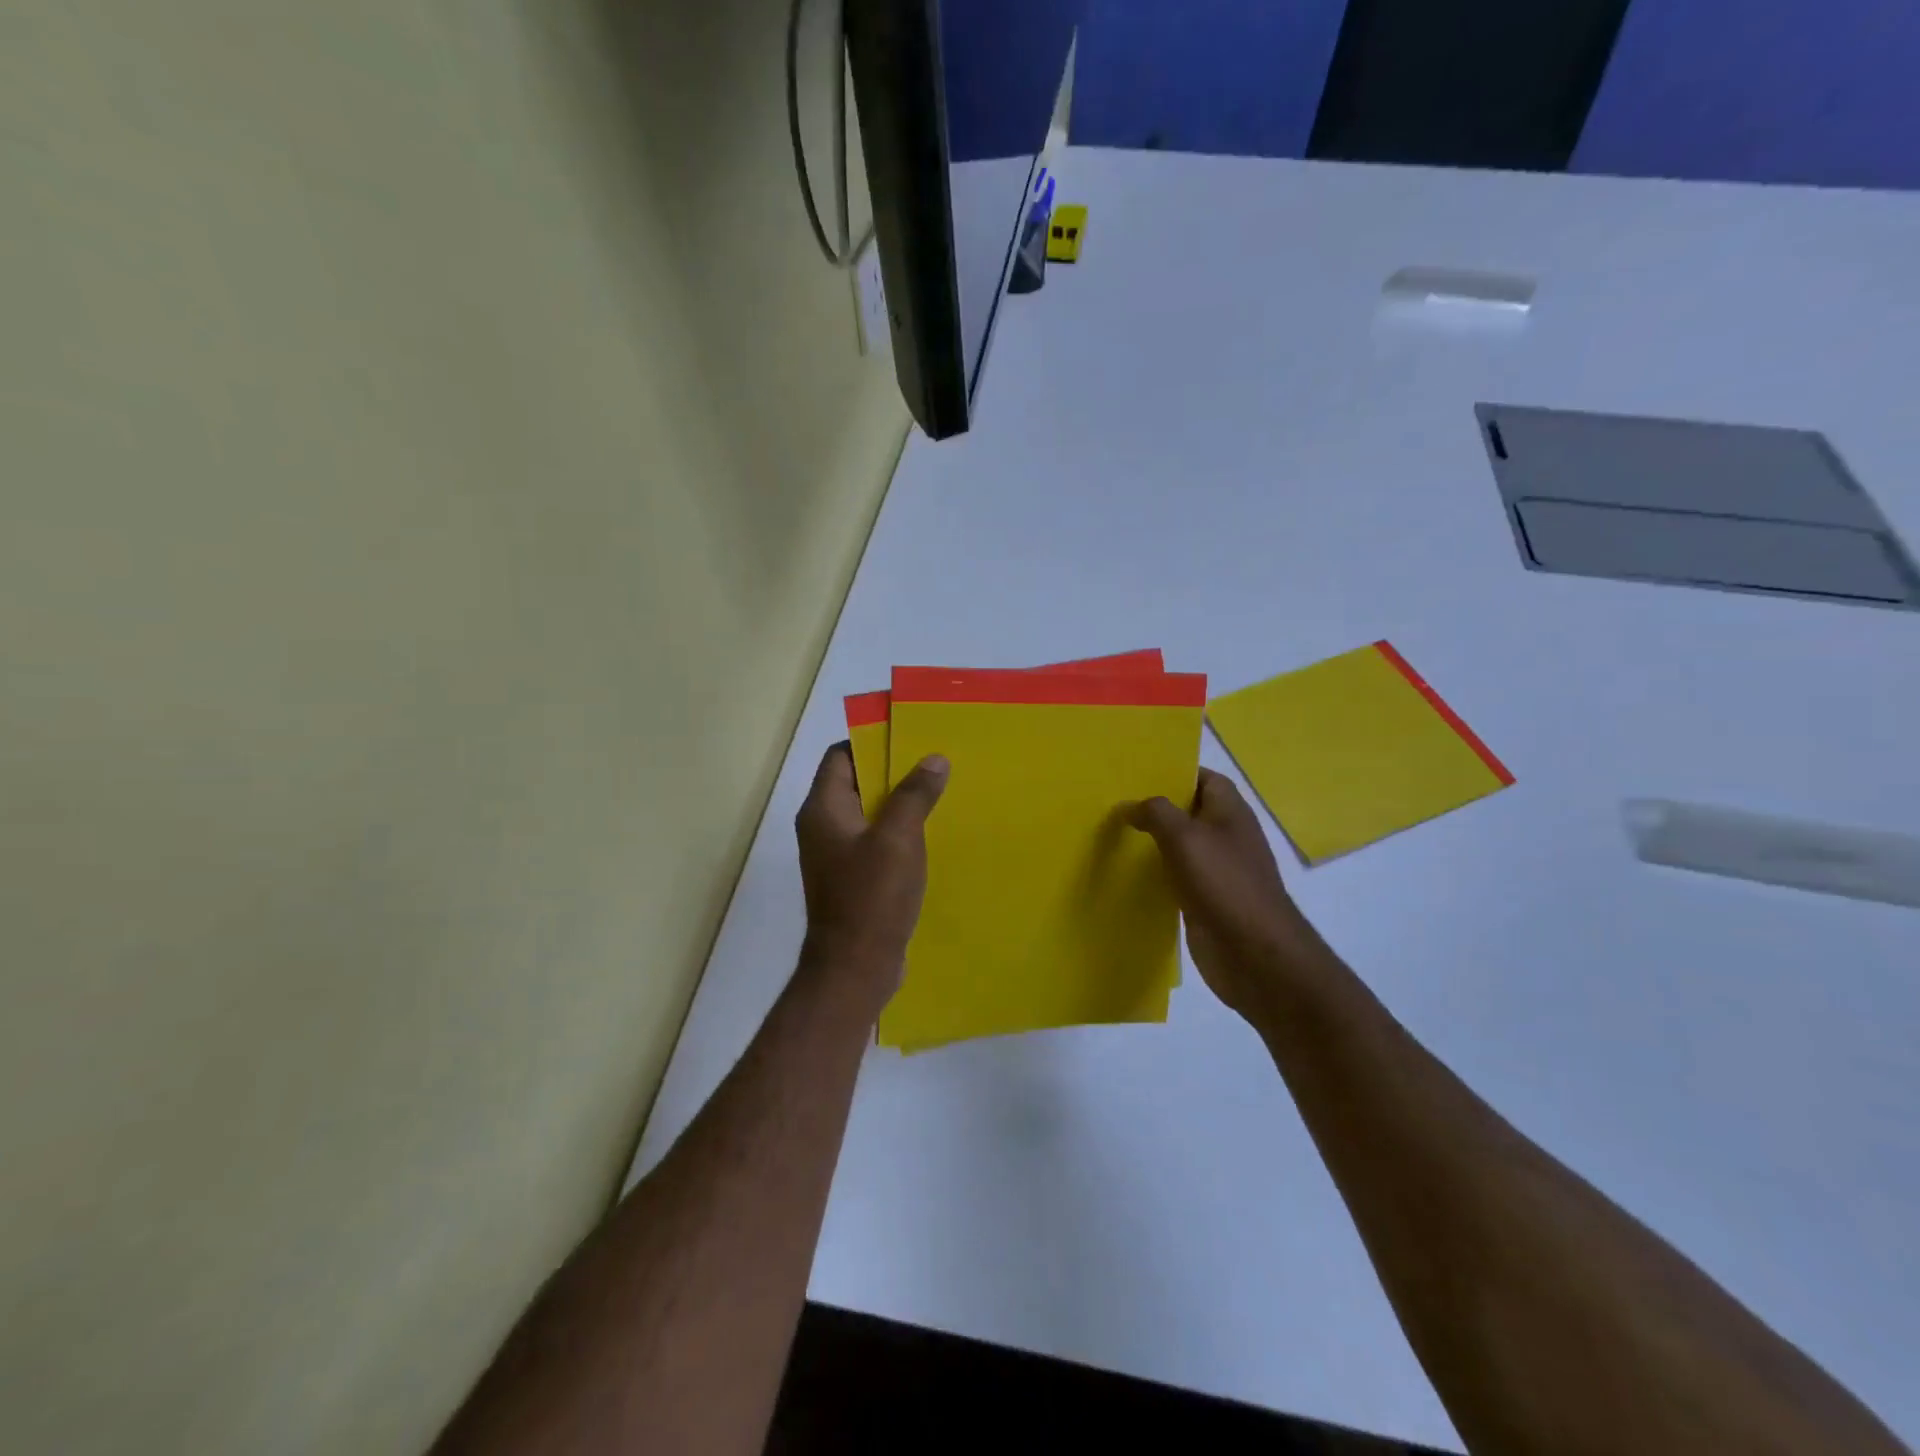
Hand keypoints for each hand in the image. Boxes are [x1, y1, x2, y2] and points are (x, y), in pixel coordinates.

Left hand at [795, 743, 948, 1009]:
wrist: (854, 968)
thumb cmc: (872, 896)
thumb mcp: (898, 838)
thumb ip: (914, 794)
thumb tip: (933, 758)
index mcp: (823, 809)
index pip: (841, 755)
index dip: (872, 741)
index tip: (910, 737)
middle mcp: (822, 826)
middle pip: (855, 782)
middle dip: (893, 771)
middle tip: (934, 764)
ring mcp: (835, 855)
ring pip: (868, 813)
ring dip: (898, 803)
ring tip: (939, 794)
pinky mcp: (851, 878)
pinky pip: (874, 841)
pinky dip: (897, 833)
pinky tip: (929, 836)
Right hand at [1127, 768, 1324, 1023]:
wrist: (1255, 954)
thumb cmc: (1224, 884)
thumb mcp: (1185, 837)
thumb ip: (1156, 813)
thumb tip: (1130, 805)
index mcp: (1230, 812)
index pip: (1203, 778)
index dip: (1174, 771)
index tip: (1136, 772)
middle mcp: (1226, 835)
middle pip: (1188, 811)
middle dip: (1155, 806)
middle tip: (1114, 801)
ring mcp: (1217, 870)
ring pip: (1180, 845)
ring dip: (1152, 841)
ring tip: (1113, 832)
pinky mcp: (1205, 899)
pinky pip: (1176, 877)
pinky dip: (1155, 873)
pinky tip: (1126, 874)